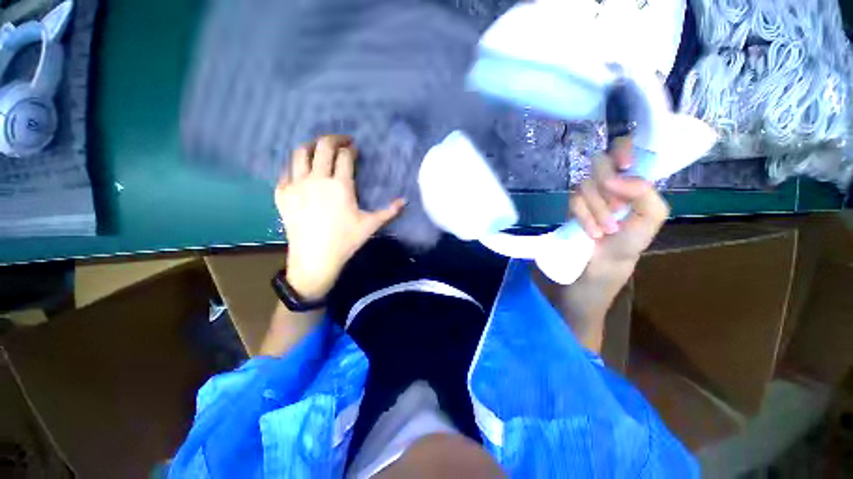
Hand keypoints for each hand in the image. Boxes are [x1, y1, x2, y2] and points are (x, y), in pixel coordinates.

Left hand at [275, 135, 404, 300]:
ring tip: (320, 148)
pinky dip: (296, 165)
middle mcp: (317, 178)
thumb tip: (405, 201)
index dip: (351, 149)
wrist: (315, 258)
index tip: (355, 149)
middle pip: (323, 146)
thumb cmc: (345, 241)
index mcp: (340, 185)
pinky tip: (303, 170)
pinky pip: (287, 170)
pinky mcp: (282, 193)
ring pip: (300, 152)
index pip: (344, 156)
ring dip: (312, 145)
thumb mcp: (370, 225)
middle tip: (342, 141)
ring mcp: (296, 184)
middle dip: (334, 138)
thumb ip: (389, 211)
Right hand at [571, 137, 668, 284]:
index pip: (624, 147)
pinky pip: (573, 201)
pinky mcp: (572, 205)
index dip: (621, 149)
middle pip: (599, 162)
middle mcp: (609, 180)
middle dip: (606, 188)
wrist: (603, 262)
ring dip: (597, 210)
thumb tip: (615, 179)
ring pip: (585, 185)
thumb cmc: (631, 240)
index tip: (624, 166)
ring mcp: (588, 192)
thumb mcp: (652, 217)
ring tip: (606, 229)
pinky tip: (593, 231)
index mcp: (632, 179)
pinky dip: (585, 217)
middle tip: (617, 209)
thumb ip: (645, 193)